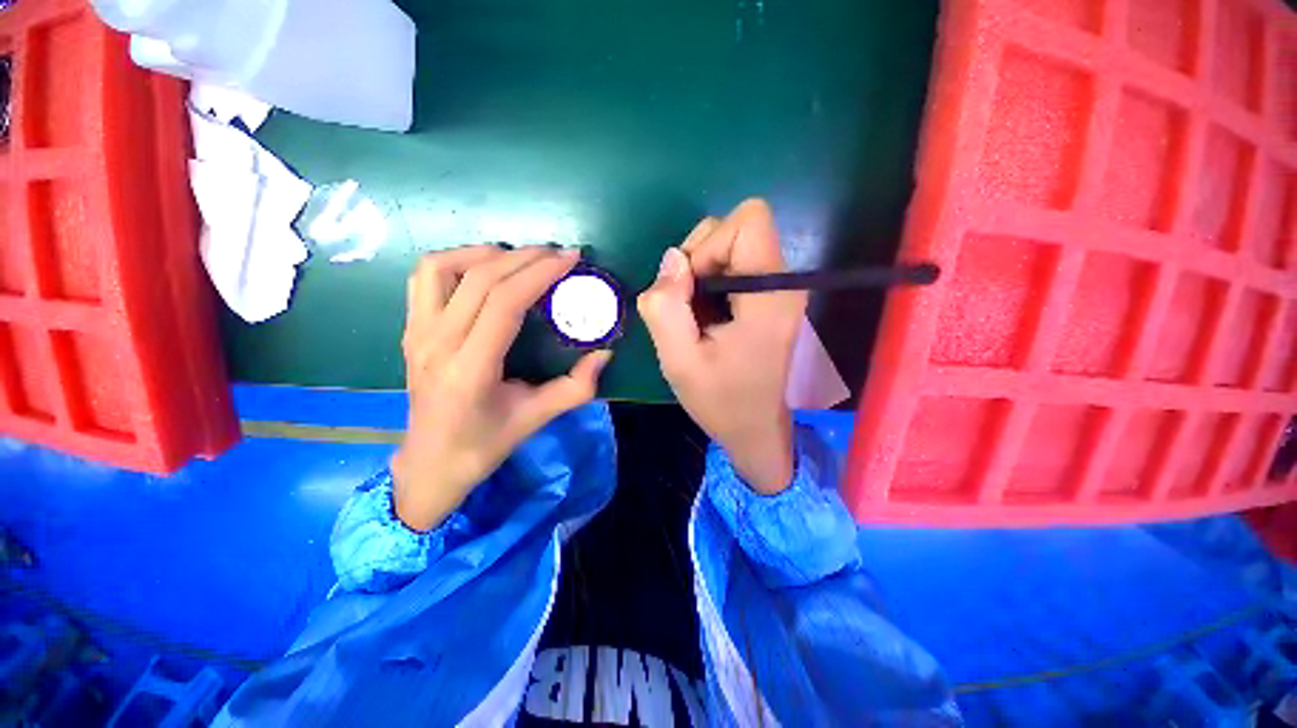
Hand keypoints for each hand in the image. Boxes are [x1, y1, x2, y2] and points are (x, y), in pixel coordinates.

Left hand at [393, 246, 612, 530]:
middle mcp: (436, 343)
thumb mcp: (537, 419)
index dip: (540, 273)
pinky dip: (458, 261)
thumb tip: (604, 354)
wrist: (431, 463)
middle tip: (558, 254)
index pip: (504, 302)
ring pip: (443, 267)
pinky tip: (484, 269)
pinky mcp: (410, 329)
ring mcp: (416, 333)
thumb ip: (576, 387)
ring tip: (520, 257)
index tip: (570, 259)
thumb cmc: (484, 444)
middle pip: (480, 278)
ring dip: (486, 253)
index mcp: (469, 369)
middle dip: (525, 257)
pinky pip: (426, 278)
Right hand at [638, 199, 805, 494]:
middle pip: (735, 228)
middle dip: (699, 259)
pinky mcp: (769, 296)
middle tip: (689, 307)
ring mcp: (778, 288)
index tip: (692, 291)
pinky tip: (707, 318)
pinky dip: (709, 282)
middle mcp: (783, 282)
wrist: (755, 428)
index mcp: (770, 295)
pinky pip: (732, 265)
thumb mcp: (679, 361)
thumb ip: (666, 308)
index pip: (748, 221)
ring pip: (730, 245)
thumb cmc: (721, 401)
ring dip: (700, 273)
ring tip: (697, 317)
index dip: (708, 246)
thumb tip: (671, 258)